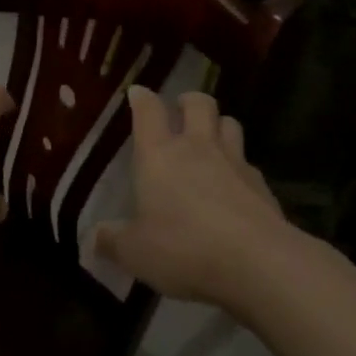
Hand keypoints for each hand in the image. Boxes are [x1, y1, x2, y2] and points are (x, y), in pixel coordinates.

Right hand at [94, 87, 291, 304]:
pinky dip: (240, 165)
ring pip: (229, 123)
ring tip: (211, 137)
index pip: (148, 111)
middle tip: (181, 110)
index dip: (142, 98)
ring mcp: (234, 162)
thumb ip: (113, 241)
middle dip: (188, 101)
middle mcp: (197, 147)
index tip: (138, 93)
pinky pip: (248, 161)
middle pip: (198, 103)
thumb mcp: (136, 252)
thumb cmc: (183, 248)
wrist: (256, 261)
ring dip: (219, 124)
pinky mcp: (261, 184)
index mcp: (158, 155)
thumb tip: (94, 237)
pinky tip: (235, 184)